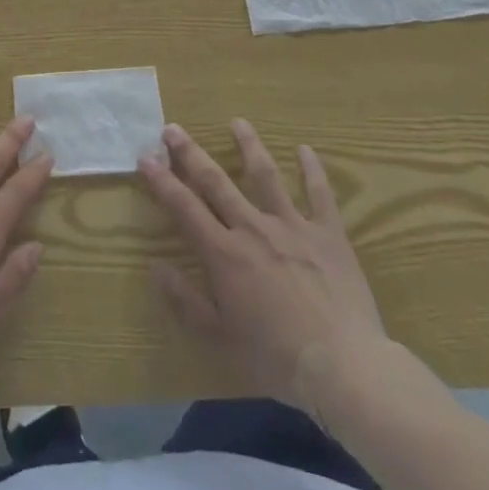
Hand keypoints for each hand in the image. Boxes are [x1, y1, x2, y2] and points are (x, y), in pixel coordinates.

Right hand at [141, 119, 389, 417]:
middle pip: (216, 181)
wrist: (344, 367)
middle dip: (190, 153)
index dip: (162, 180)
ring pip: (265, 175)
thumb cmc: (276, 359)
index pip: (184, 206)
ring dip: (248, 145)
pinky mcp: (328, 234)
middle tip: (173, 128)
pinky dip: (312, 170)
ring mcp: (292, 226)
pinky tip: (306, 150)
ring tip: (237, 122)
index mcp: (223, 253)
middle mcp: (252, 228)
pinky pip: (320, 194)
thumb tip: (156, 266)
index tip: (145, 157)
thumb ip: (186, 300)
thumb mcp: (220, 337)